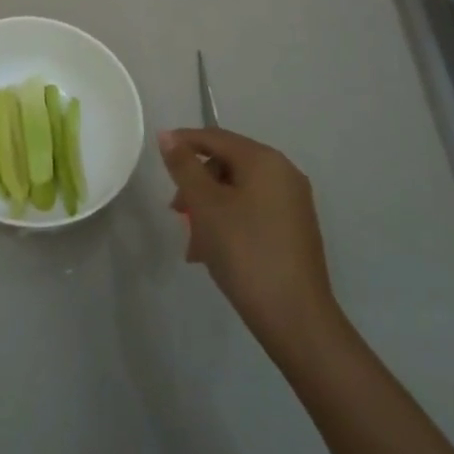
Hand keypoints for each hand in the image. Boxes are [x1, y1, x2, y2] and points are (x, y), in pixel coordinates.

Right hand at [159, 128, 342, 351]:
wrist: (295, 318)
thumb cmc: (245, 251)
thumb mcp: (205, 205)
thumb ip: (184, 166)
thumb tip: (168, 136)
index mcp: (264, 160)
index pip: (215, 137)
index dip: (183, 142)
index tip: (158, 156)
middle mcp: (284, 173)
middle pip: (227, 164)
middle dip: (196, 185)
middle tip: (176, 212)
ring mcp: (293, 203)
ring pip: (237, 191)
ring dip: (209, 209)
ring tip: (193, 244)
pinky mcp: (295, 230)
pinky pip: (252, 211)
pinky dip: (229, 222)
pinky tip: (213, 253)